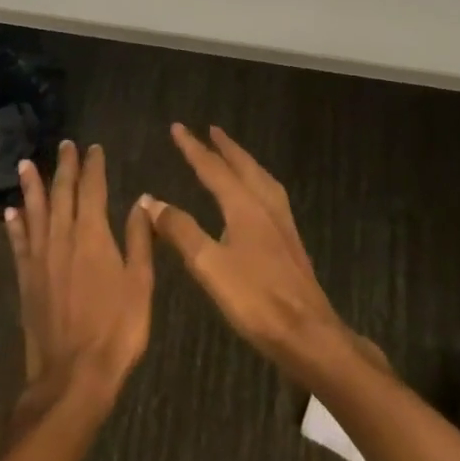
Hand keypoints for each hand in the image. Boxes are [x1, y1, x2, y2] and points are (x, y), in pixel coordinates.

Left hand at [6, 140, 154, 427]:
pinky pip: (18, 244)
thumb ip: (139, 239)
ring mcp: (40, 258)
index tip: (93, 148)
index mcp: (92, 235)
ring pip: (34, 212)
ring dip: (32, 187)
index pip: (92, 189)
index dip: (93, 166)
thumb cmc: (116, 330)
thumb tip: (141, 201)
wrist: (73, 376)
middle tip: (65, 145)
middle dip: (65, 167)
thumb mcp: (140, 284)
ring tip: (25, 164)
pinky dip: (15, 225)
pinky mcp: (26, 280)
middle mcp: (62, 238)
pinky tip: (10, 213)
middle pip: (62, 193)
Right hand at [143, 124, 363, 379]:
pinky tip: (256, 198)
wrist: (309, 333)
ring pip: (261, 178)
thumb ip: (181, 231)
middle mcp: (265, 205)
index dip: (193, 148)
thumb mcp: (209, 266)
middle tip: (211, 130)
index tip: (178, 127)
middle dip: (224, 147)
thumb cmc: (256, 299)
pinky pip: (270, 194)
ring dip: (243, 161)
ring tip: (233, 156)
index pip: (213, 168)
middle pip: (243, 166)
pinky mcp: (290, 240)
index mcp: (244, 206)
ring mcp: (282, 222)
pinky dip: (256, 181)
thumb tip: (151, 200)